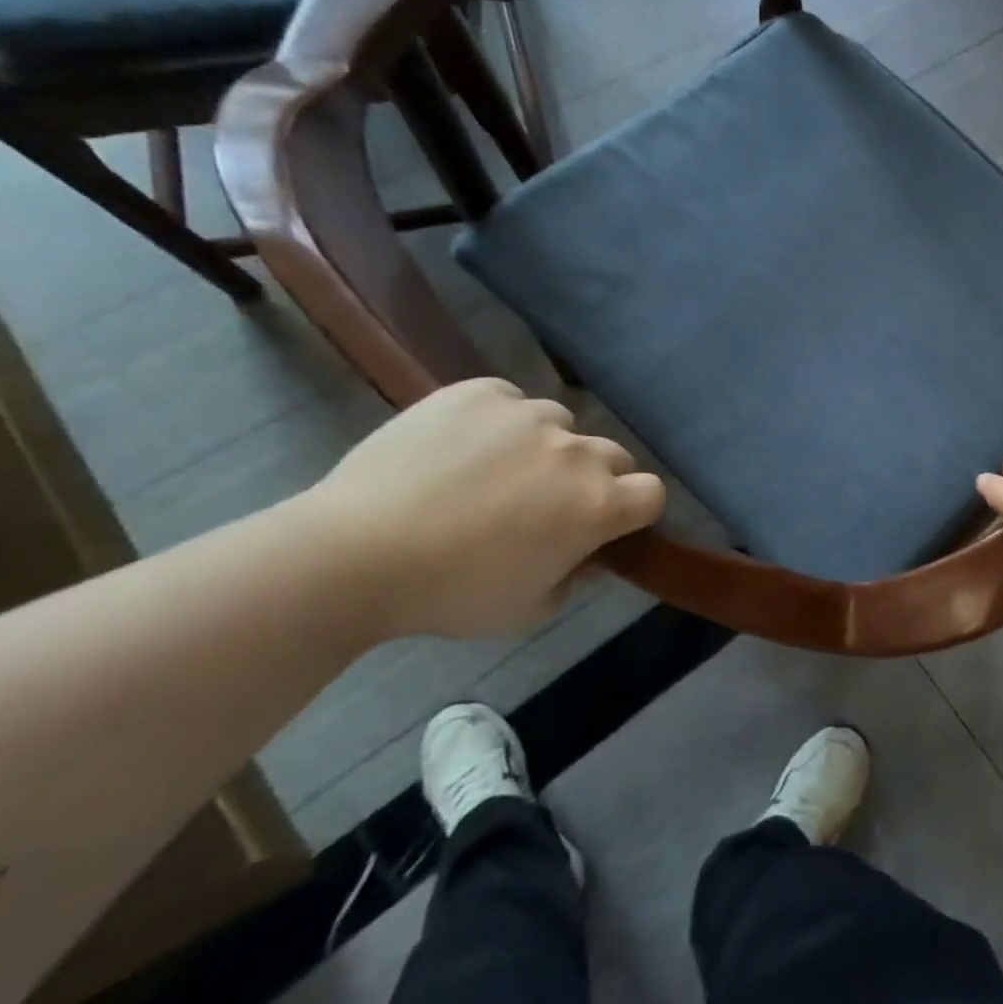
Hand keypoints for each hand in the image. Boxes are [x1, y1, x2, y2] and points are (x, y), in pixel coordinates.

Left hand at [305, 378, 665, 638]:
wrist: (350, 555)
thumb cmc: (448, 594)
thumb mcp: (529, 610)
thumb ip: (574, 577)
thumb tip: (582, 552)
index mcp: (597, 505)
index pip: (652, 493)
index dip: (634, 510)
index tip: (604, 526)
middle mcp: (576, 451)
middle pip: (613, 455)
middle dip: (592, 479)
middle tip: (543, 504)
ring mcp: (529, 415)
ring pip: (560, 425)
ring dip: (544, 448)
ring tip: (492, 474)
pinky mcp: (481, 393)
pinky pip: (509, 401)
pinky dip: (498, 422)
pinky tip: (461, 448)